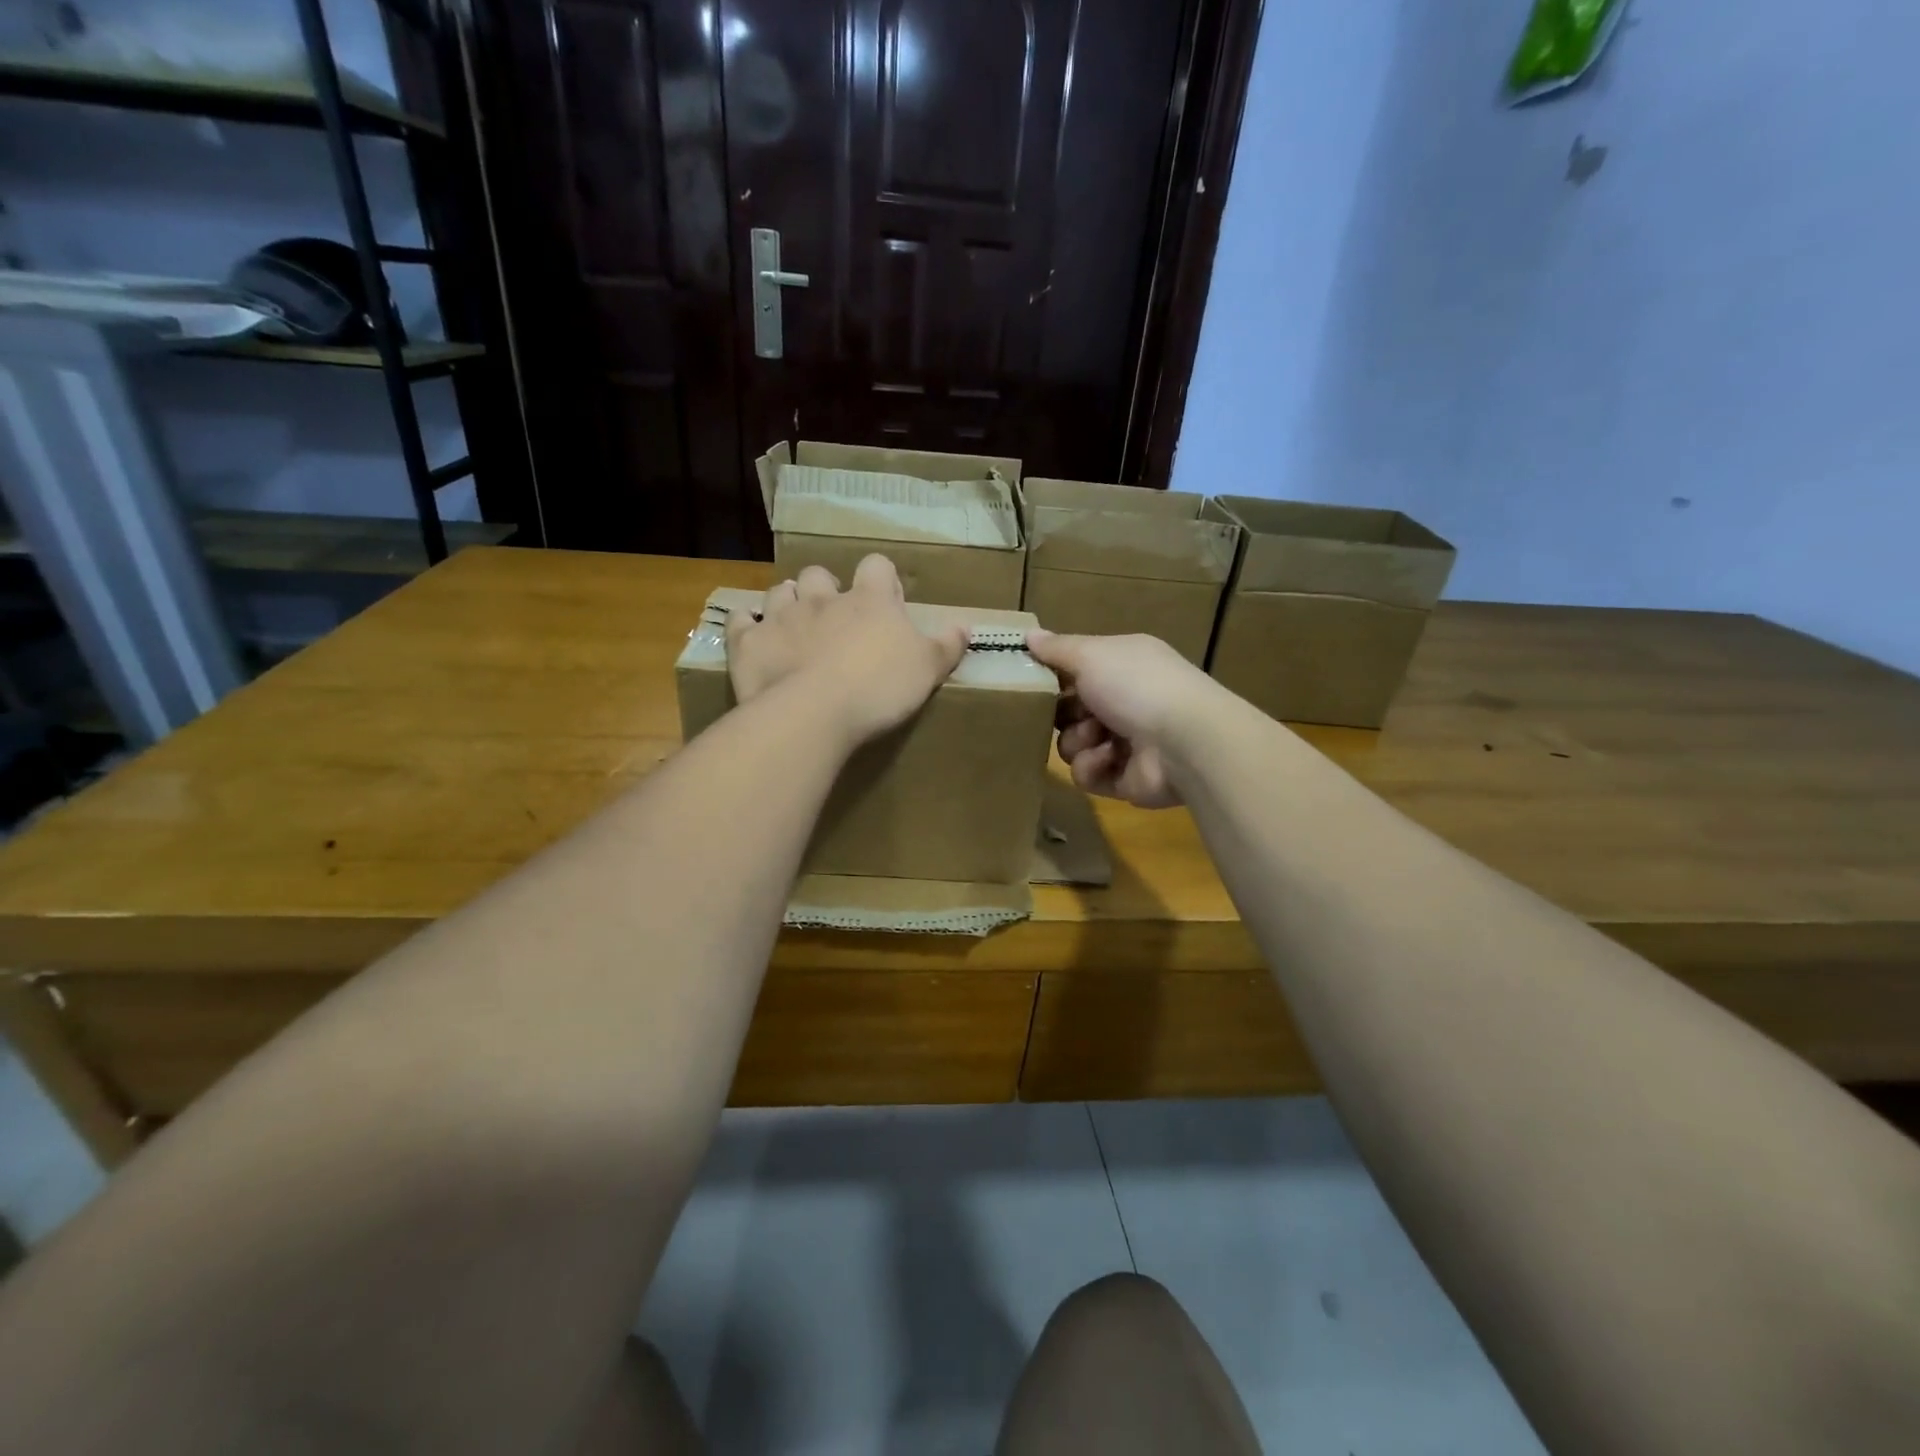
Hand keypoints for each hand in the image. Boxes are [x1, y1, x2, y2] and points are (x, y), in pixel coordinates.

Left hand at [727, 556, 968, 746]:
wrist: (814, 714)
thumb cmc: (879, 689)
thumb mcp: (927, 670)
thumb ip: (946, 646)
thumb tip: (965, 626)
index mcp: (869, 601)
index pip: (876, 567)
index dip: (881, 580)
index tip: (886, 602)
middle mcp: (823, 598)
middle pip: (820, 575)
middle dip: (825, 590)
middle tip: (833, 618)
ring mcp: (781, 617)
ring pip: (781, 592)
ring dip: (787, 603)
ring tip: (794, 625)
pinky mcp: (749, 643)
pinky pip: (740, 622)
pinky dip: (745, 625)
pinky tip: (750, 634)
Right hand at [1025, 631, 1222, 807]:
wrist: (1184, 742)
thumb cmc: (1135, 686)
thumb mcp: (1091, 655)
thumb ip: (1057, 649)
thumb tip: (1028, 635)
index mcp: (1122, 665)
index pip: (1078, 669)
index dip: (1055, 677)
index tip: (1034, 681)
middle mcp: (1126, 701)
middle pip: (1071, 711)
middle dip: (1063, 714)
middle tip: (1066, 713)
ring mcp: (1127, 743)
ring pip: (1074, 745)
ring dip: (1078, 741)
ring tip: (1096, 737)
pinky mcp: (1125, 779)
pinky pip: (1087, 775)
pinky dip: (1093, 767)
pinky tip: (1109, 759)